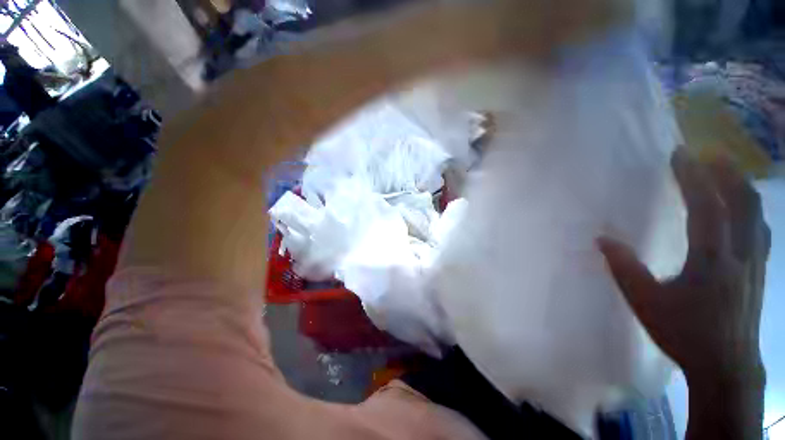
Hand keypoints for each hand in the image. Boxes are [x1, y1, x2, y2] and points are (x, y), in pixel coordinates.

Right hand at [598, 149, 769, 383]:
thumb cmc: (685, 333)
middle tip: (708, 153)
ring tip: (725, 172)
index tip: (680, 154)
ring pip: (756, 214)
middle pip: (743, 202)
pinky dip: (751, 210)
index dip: (694, 177)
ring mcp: (755, 262)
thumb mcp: (646, 302)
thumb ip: (624, 268)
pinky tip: (742, 209)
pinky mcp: (760, 271)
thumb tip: (602, 239)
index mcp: (711, 261)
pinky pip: (760, 230)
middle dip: (727, 172)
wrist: (726, 366)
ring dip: (741, 187)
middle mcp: (740, 254)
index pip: (707, 207)